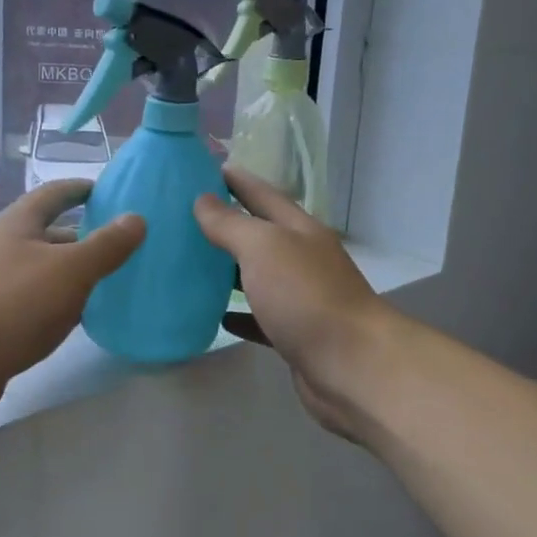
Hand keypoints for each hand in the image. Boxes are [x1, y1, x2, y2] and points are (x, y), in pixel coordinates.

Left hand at [0, 180, 144, 424]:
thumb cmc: (14, 303)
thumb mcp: (70, 270)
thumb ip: (106, 245)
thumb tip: (136, 218)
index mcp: (18, 223)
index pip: (54, 193)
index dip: (81, 189)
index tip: (109, 191)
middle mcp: (4, 247)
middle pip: (50, 233)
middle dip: (84, 235)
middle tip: (124, 244)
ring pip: (44, 269)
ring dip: (74, 272)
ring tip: (113, 280)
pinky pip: (36, 301)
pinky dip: (61, 302)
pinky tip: (81, 317)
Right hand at [193, 168, 397, 441]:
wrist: (353, 367)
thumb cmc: (307, 297)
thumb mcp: (264, 248)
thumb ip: (231, 224)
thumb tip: (202, 200)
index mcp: (299, 230)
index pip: (263, 194)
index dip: (236, 180)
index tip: (203, 168)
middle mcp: (303, 259)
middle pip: (261, 234)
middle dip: (228, 223)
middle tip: (184, 216)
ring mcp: (301, 299)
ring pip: (258, 276)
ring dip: (229, 269)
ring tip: (190, 262)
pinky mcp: (295, 335)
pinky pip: (260, 318)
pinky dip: (239, 314)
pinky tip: (216, 314)